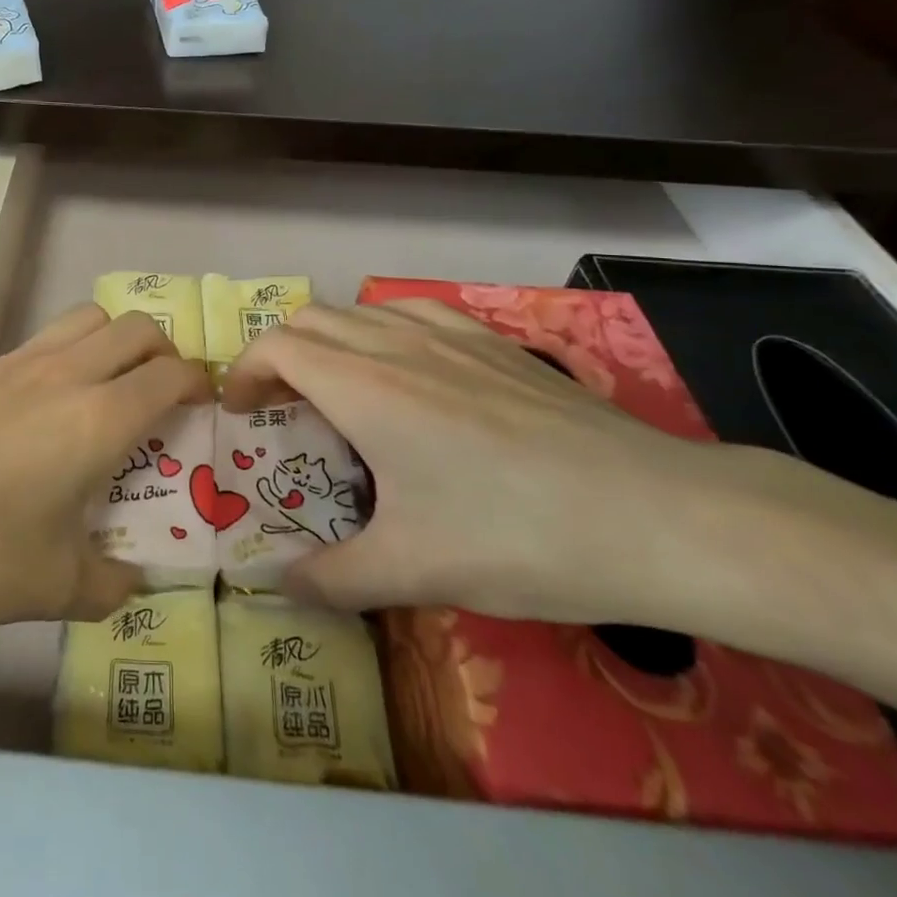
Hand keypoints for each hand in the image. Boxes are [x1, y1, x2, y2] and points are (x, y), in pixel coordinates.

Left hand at [0, 306, 208, 627]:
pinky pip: (43, 339)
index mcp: (98, 418)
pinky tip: (44, 404)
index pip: (169, 376)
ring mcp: (17, 362)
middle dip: (163, 353)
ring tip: (108, 385)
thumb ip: (105, 585)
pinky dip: (67, 352)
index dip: (198, 383)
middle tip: (161, 395)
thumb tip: (132, 582)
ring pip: (87, 317)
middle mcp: (66, 374)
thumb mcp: (48, 587)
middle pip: (135, 327)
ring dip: (114, 339)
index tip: (205, 404)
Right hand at [223, 299, 746, 623]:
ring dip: (328, 341)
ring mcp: (449, 334)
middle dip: (278, 356)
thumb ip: (331, 578)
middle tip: (281, 407)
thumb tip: (275, 586)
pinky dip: (381, 330)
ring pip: (360, 311)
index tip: (240, 412)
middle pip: (310, 320)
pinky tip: (407, 371)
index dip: (245, 371)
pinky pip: (411, 312)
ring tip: (337, 390)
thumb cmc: (517, 538)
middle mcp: (396, 344)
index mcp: (363, 387)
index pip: (277, 347)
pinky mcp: (493, 340)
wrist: (656, 515)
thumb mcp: (414, 570)